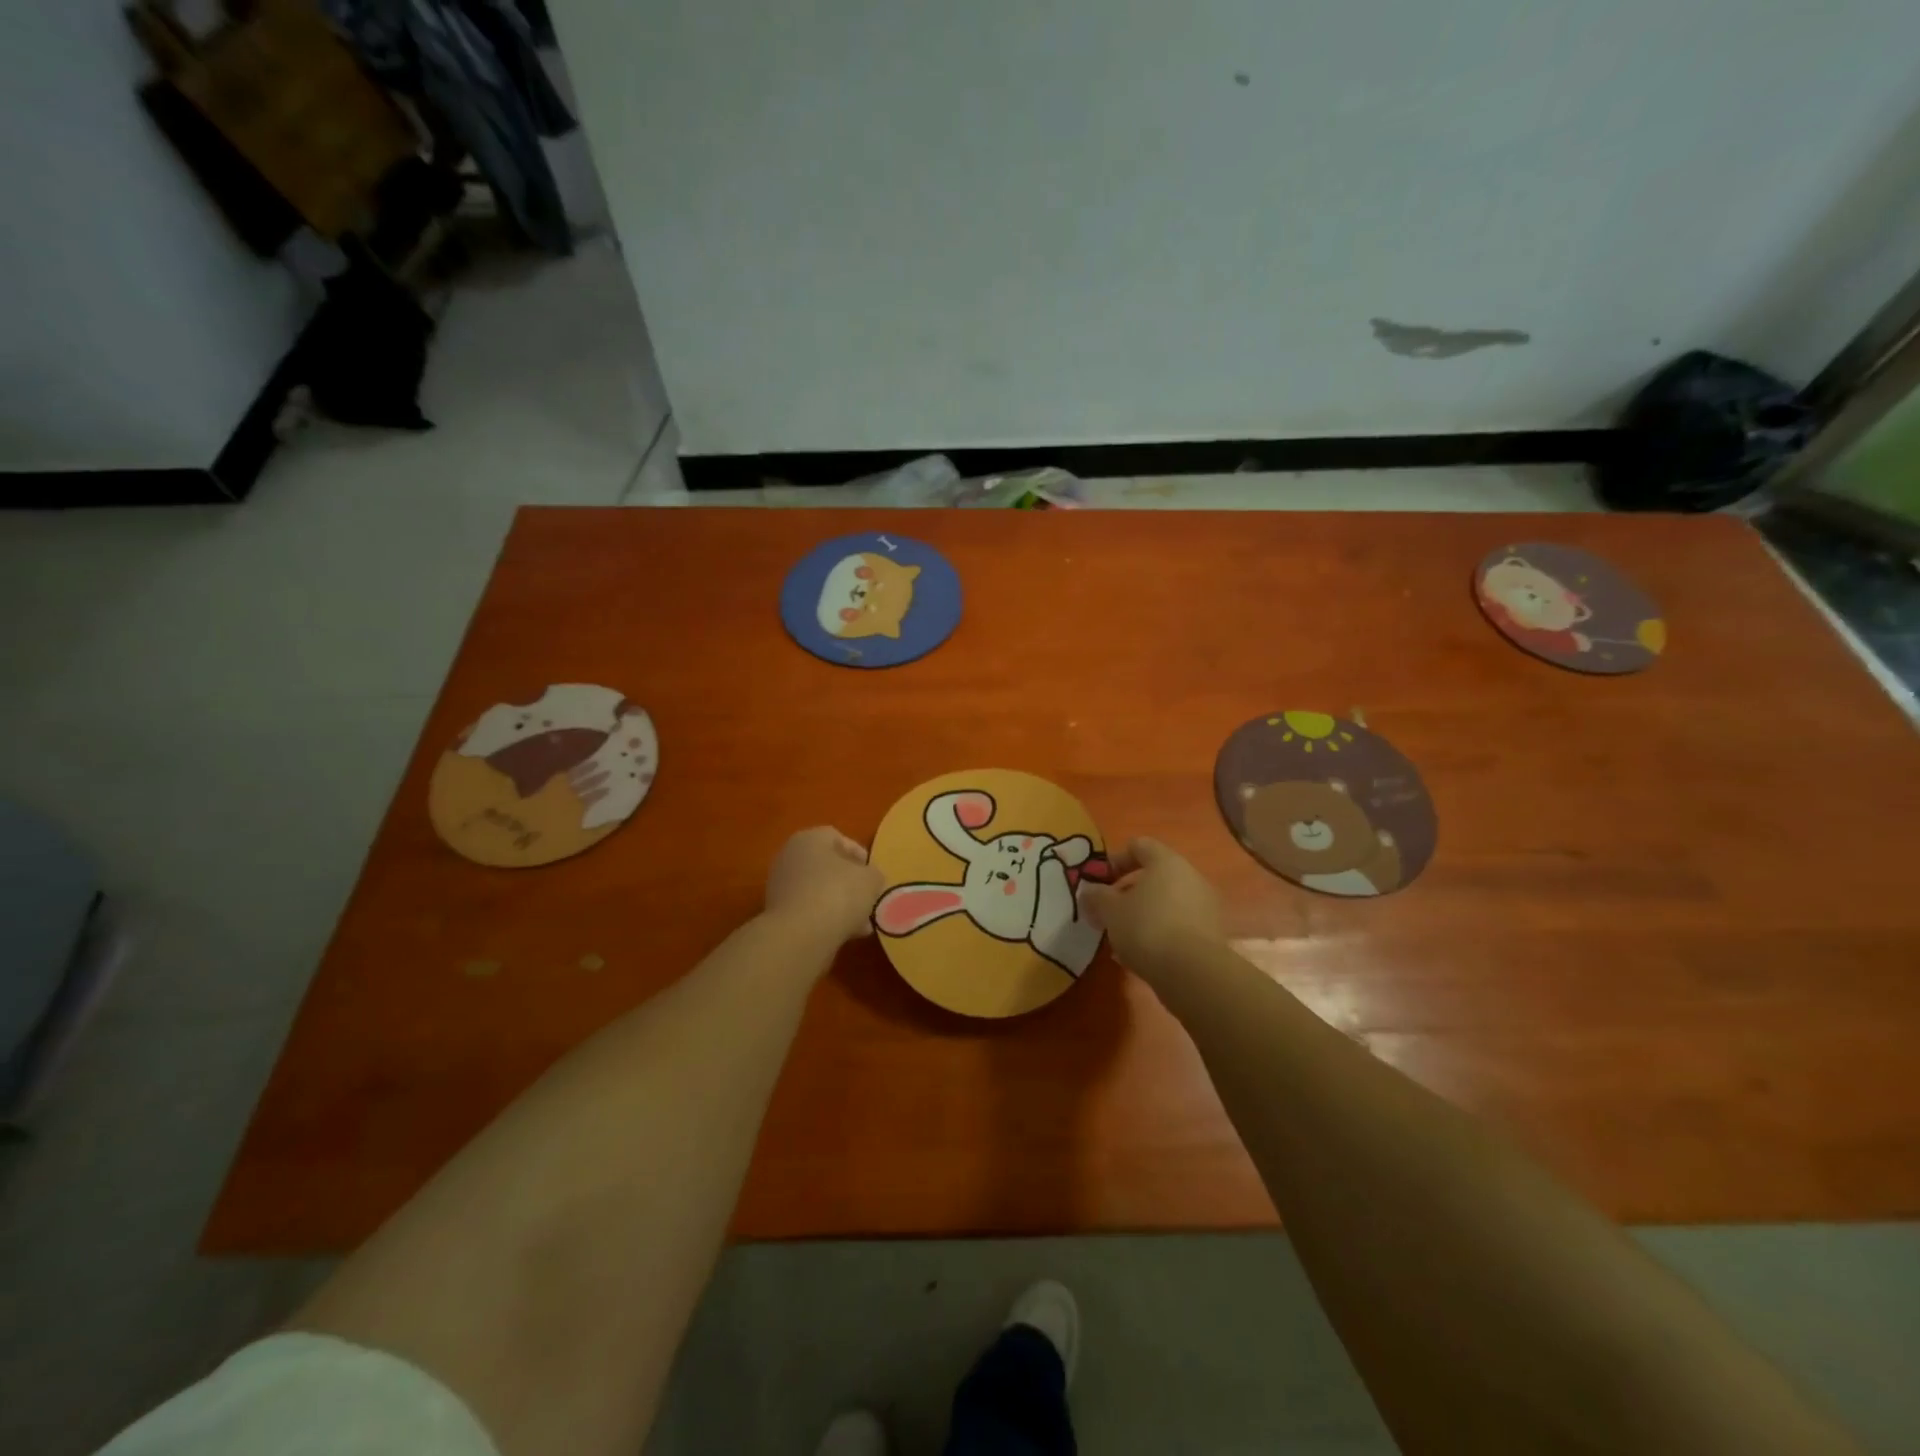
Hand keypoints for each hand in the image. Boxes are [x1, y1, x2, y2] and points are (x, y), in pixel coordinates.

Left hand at [764, 827, 884, 944]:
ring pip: (819, 890)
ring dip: (840, 904)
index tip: (873, 874)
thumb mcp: (871, 879)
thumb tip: (870, 880)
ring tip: (861, 923)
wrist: (800, 935)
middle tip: (868, 898)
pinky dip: (826, 919)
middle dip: (850, 883)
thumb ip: (874, 875)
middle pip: (826, 866)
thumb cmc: (838, 894)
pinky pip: (809, 910)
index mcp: (809, 839)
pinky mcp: (778, 914)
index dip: (859, 854)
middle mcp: (790, 857)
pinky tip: (845, 934)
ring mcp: (780, 886)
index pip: (837, 838)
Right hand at [1079, 837, 1224, 983]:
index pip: (1139, 845)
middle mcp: (1190, 876)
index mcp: (1166, 862)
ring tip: (1122, 937)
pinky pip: (1179, 923)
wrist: (1193, 973)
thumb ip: (1097, 896)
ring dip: (1144, 913)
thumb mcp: (1110, 911)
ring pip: (1167, 901)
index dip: (1116, 859)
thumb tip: (1090, 891)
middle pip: (1155, 875)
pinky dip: (1160, 932)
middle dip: (1129, 891)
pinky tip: (1143, 953)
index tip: (1100, 880)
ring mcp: (1205, 905)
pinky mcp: (1211, 933)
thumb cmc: (1146, 928)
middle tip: (1109, 910)